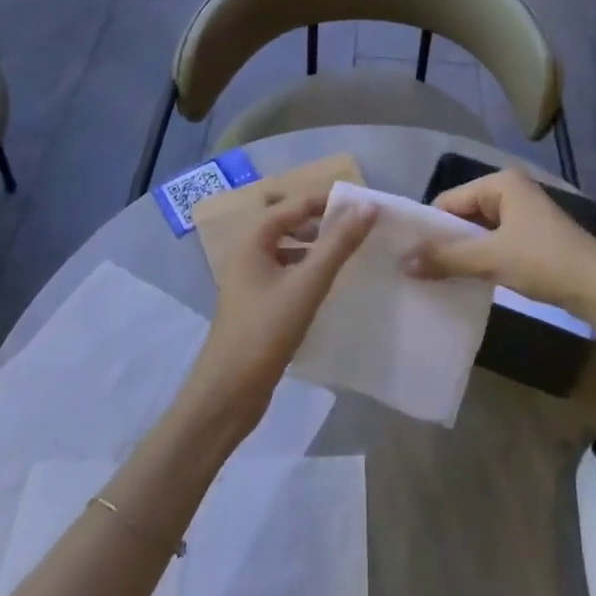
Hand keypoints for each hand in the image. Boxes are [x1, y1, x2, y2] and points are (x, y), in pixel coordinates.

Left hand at [186, 196, 375, 435]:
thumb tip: (369, 207)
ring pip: (288, 246)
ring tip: (348, 250)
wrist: (226, 395)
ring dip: (316, 243)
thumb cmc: (264, 332)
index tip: (365, 205)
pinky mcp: (256, 301)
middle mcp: (248, 250)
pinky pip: (286, 269)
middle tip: (359, 225)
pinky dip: (307, 266)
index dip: (330, 200)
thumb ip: (338, 244)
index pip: (297, 203)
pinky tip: (327, 281)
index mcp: (253, 238)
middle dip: (323, 219)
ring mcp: (250, 277)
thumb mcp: (307, 284)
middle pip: (290, 221)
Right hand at [402, 169, 595, 319]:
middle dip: (445, 240)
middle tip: (417, 269)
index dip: (429, 227)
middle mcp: (511, 190)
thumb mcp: (491, 258)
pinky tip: (466, 279)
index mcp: (501, 182)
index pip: (450, 199)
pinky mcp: (531, 236)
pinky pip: (494, 241)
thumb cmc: (543, 260)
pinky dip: (480, 258)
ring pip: (479, 230)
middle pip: (464, 213)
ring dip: (462, 252)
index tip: (407, 254)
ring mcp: (523, 213)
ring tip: (436, 277)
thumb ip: (447, 259)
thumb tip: (402, 262)